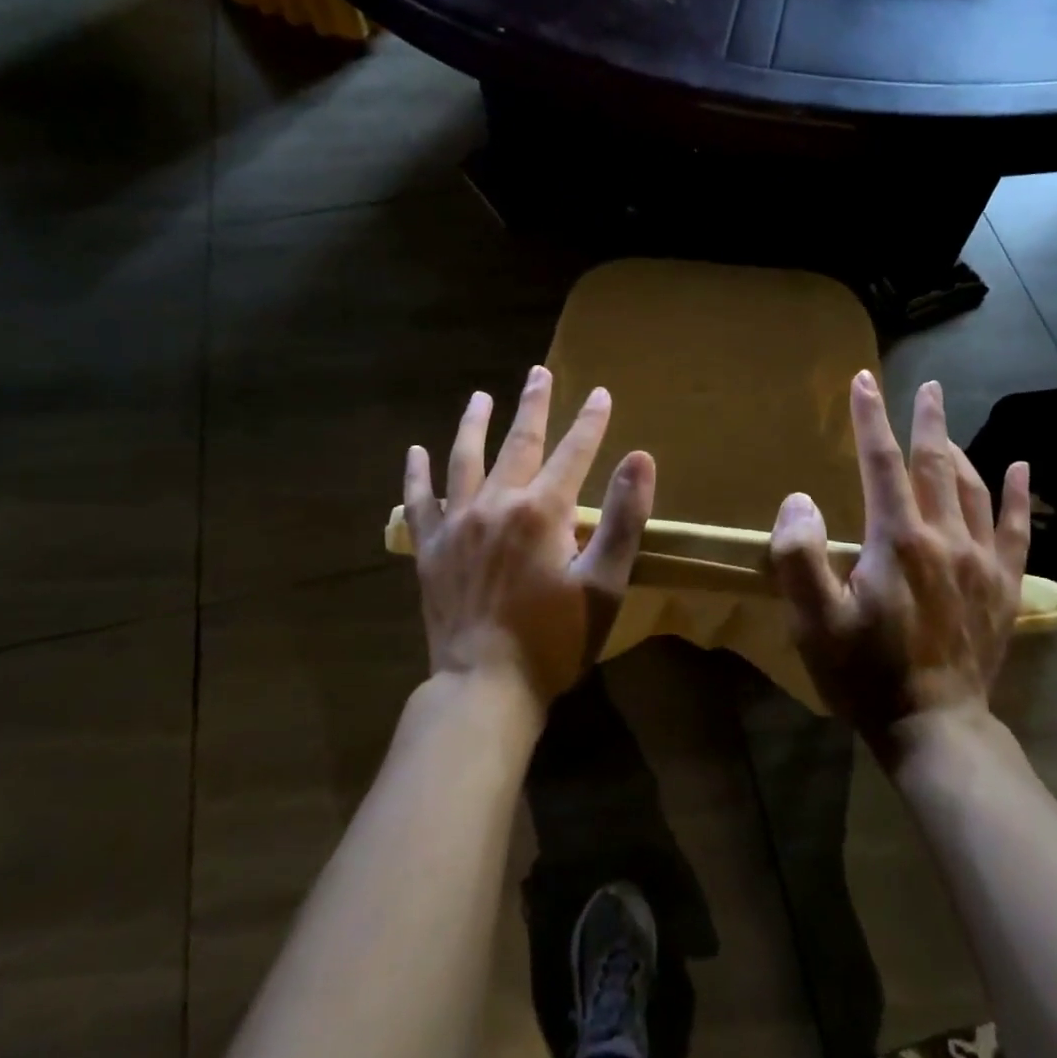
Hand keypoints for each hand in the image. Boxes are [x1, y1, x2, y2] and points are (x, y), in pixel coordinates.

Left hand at [404, 365, 655, 712]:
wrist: (484, 685)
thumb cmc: (554, 639)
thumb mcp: (604, 584)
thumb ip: (624, 518)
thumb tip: (641, 458)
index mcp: (542, 511)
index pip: (574, 452)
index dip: (591, 421)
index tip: (601, 393)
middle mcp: (496, 503)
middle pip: (518, 442)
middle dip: (534, 405)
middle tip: (538, 372)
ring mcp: (457, 524)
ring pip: (464, 459)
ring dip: (474, 424)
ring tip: (479, 397)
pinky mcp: (429, 548)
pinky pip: (420, 501)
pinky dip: (417, 474)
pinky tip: (416, 450)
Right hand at [769, 371, 1030, 760]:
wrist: (934, 727)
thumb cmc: (865, 673)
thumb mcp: (814, 621)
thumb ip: (799, 555)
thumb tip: (801, 500)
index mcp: (897, 540)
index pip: (881, 463)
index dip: (869, 419)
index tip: (863, 381)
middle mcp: (944, 538)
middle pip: (935, 464)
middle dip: (926, 420)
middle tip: (927, 386)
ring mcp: (980, 561)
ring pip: (972, 488)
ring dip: (958, 450)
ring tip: (946, 427)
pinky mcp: (1003, 585)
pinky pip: (1016, 528)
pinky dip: (1018, 495)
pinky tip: (1021, 468)